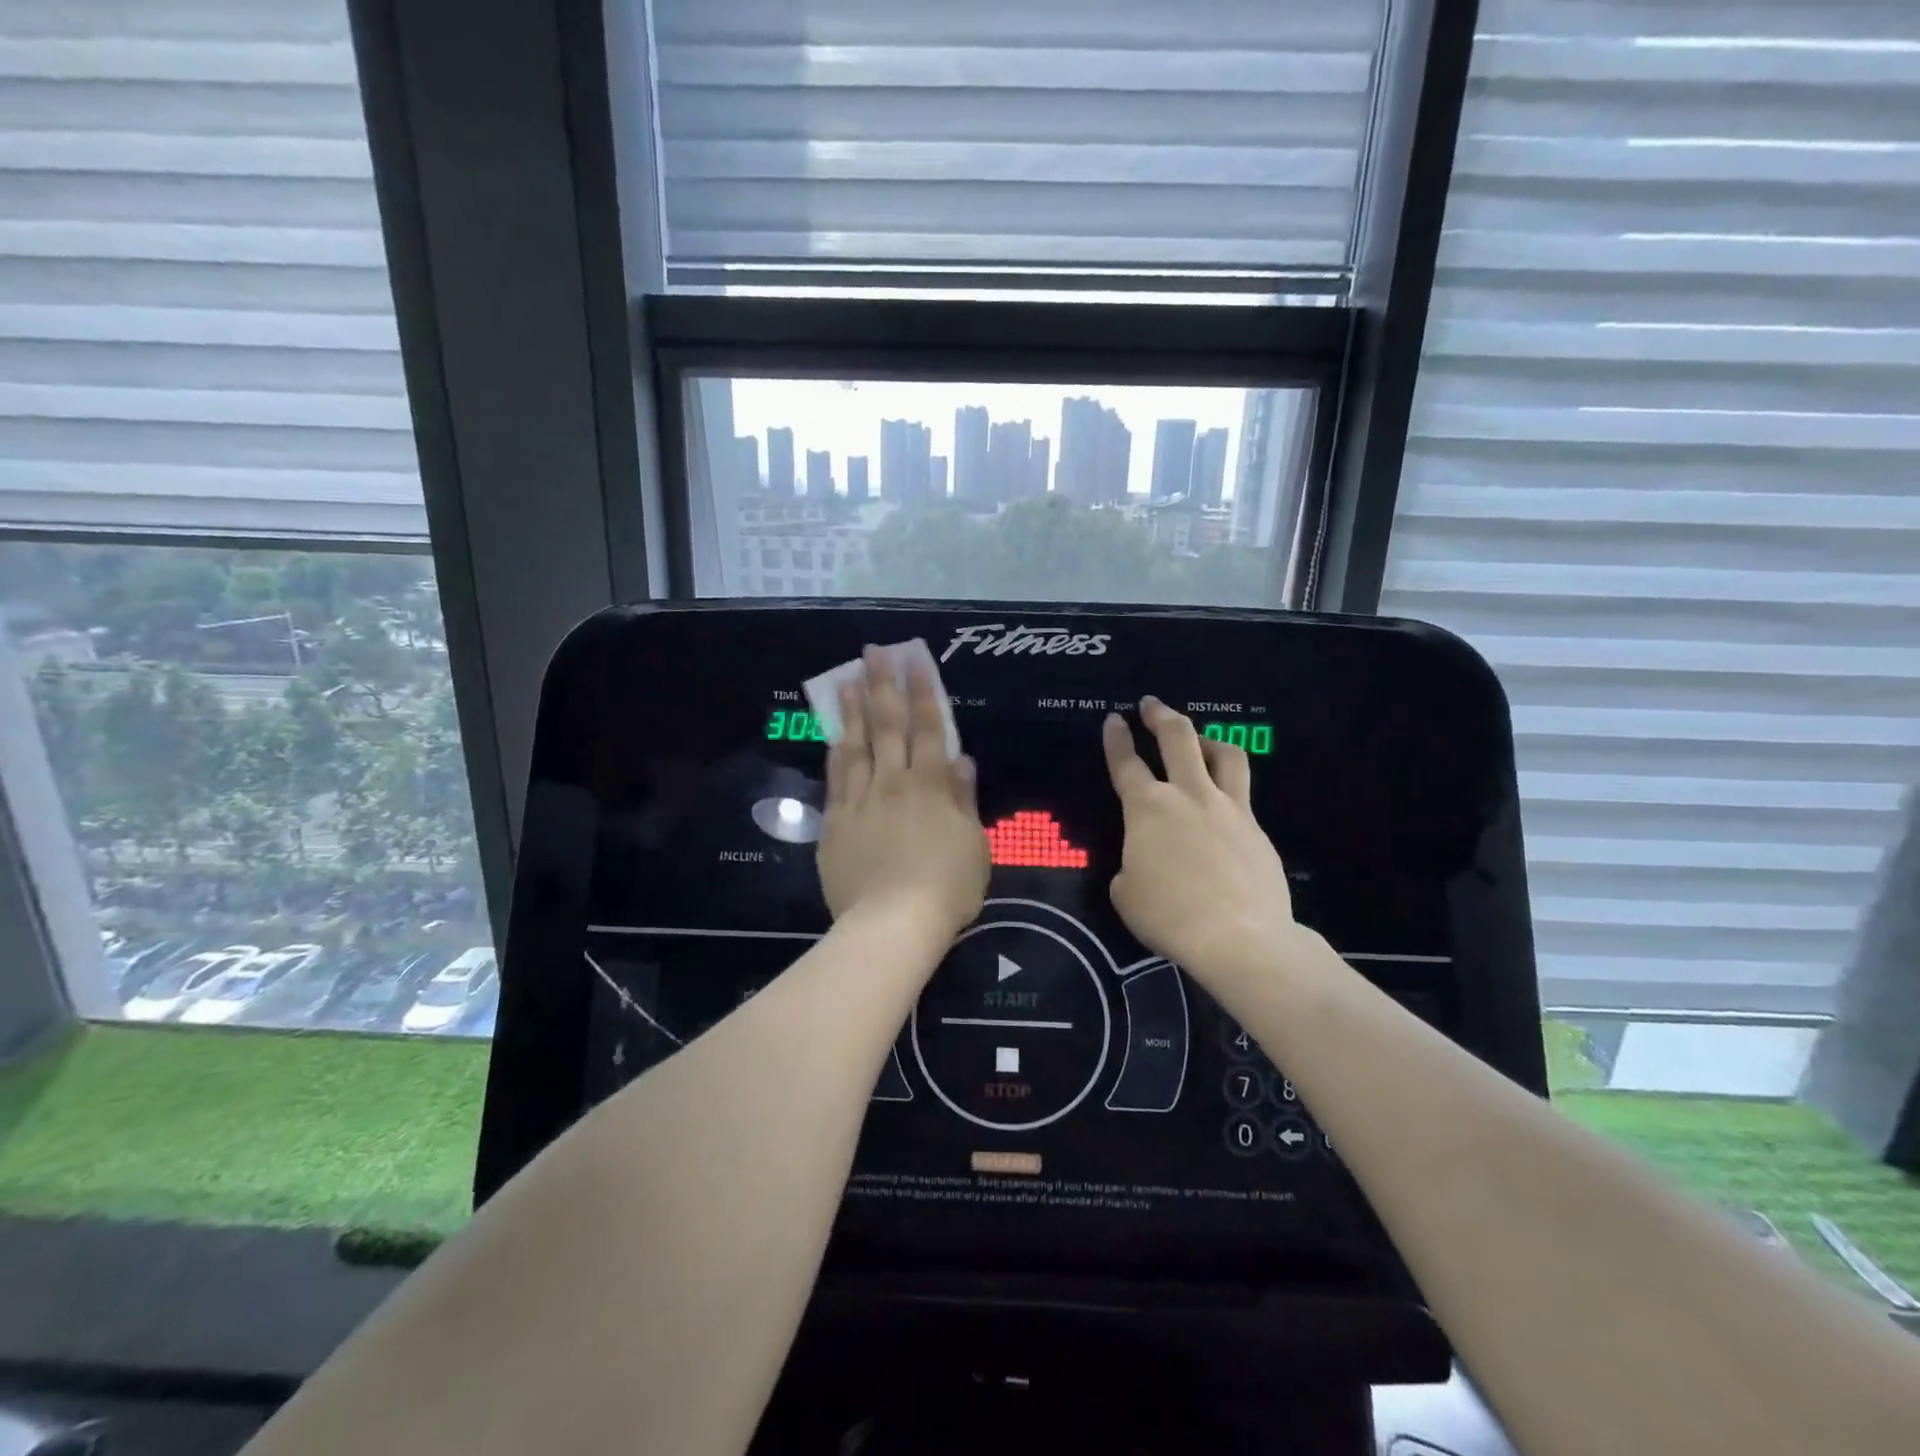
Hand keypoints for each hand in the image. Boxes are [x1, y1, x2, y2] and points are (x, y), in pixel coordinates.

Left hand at [818, 646, 988, 940]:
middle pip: (887, 725)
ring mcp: (860, 801)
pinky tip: (834, 736)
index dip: (922, 690)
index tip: (914, 658)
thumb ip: (964, 799)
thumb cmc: (946, 887)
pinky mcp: (836, 824)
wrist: (893, 924)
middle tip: (873, 651)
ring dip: (853, 710)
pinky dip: (836, 753)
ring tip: (846, 680)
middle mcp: (893, 782)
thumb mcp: (974, 844)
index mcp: (931, 785)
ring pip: (856, 745)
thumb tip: (961, 758)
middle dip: (882, 684)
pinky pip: (835, 780)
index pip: (928, 726)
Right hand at [1102, 696, 1299, 976]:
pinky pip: (1241, 794)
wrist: (1239, 937)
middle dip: (1160, 715)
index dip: (1117, 739)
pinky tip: (1221, 807)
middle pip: (1178, 738)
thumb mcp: (1126, 893)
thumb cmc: (1169, 915)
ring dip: (1207, 739)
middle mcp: (1189, 795)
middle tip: (1151, 703)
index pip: (1126, 763)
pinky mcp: (1256, 829)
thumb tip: (1144, 862)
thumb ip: (1131, 865)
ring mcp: (1229, 808)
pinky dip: (1227, 787)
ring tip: (1199, 740)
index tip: (1114, 719)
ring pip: (1224, 754)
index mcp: (1147, 808)